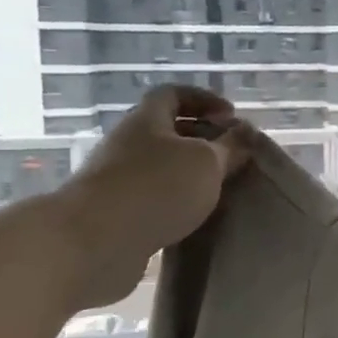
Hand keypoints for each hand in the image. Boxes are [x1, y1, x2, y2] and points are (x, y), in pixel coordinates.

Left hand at [52, 85, 252, 309]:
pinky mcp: (114, 214)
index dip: (204, 99)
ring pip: (160, 166)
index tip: (231, 117)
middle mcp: (127, 144)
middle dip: (201, 139)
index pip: (173, 94)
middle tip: (231, 155)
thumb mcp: (207, 162)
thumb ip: (230, 146)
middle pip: (166, 131)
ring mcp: (116, 180)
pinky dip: (175, 202)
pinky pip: (152, 198)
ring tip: (219, 189)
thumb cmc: (156, 188)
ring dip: (189, 174)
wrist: (93, 243)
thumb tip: (244, 133)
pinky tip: (194, 217)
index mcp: (146, 121)